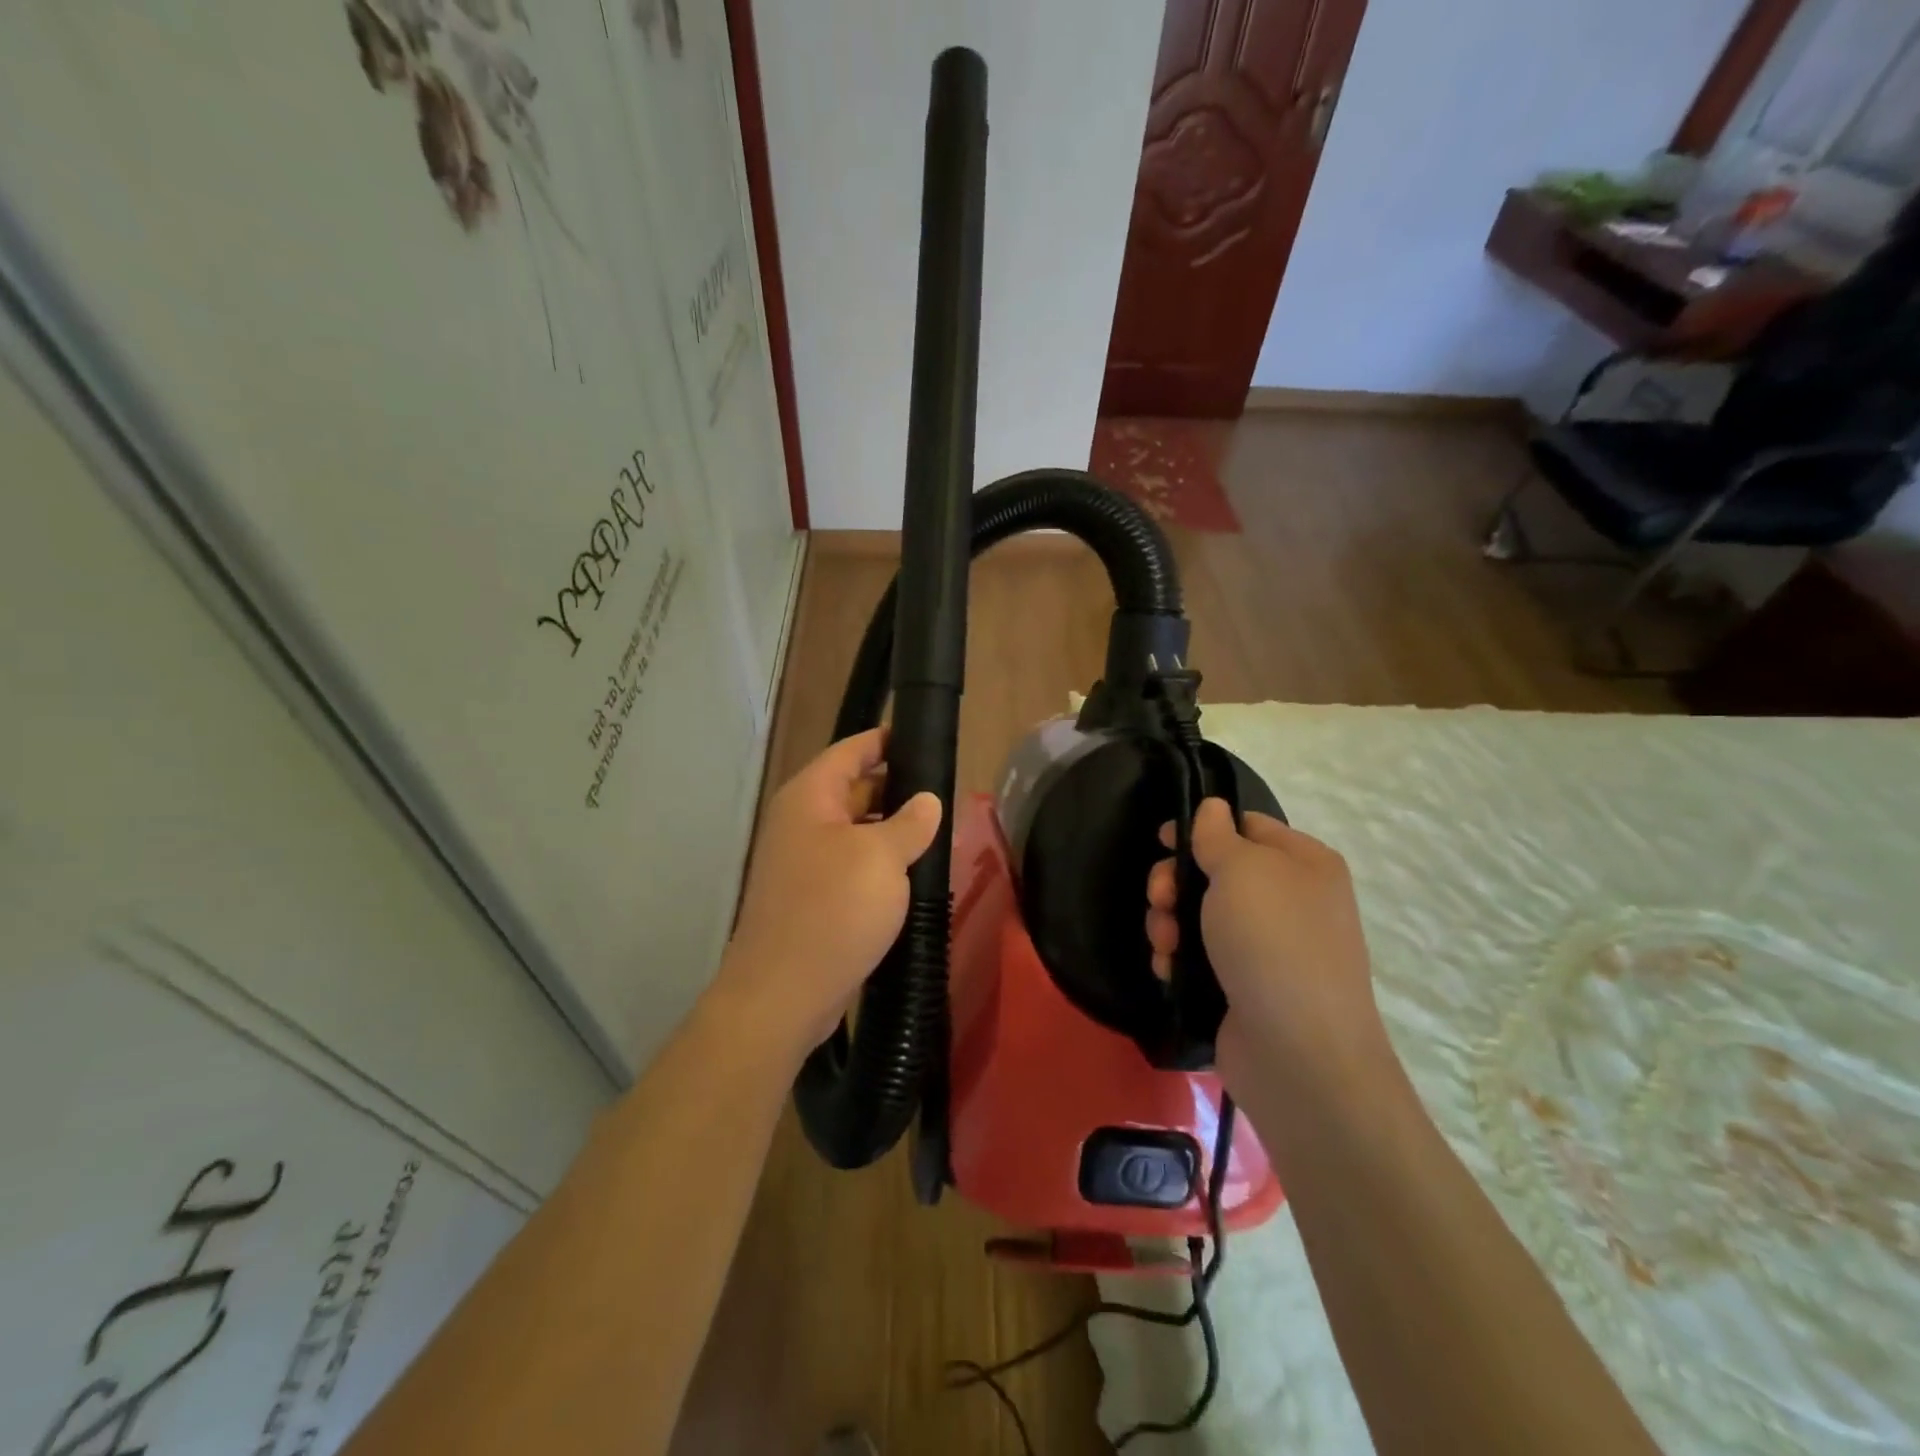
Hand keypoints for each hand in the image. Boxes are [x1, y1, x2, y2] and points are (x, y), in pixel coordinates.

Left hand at [713, 728, 941, 1060]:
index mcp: (810, 797)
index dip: (886, 740)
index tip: (924, 737)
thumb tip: (927, 800)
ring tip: (939, 833)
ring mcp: (804, 862)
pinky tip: (914, 875)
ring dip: (892, 831)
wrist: (783, 993)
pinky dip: (880, 864)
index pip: (851, 750)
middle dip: (898, 789)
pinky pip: (851, 865)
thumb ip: (910, 822)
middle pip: (854, 789)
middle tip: (946, 793)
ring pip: (856, 831)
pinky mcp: (812, 897)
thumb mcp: (882, 858)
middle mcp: (801, 822)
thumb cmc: (833, 910)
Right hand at [1146, 799, 1393, 1095]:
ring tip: (1164, 944)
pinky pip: (1201, 956)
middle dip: (1176, 883)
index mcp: (1303, 864)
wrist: (1298, 1054)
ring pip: (1201, 916)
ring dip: (1169, 923)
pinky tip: (1168, 969)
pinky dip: (1179, 958)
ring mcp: (1268, 948)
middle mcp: (1290, 901)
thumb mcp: (1242, 870)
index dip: (1201, 828)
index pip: (1247, 825)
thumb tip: (1213, 808)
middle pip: (1215, 872)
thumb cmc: (1272, 942)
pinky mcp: (1245, 987)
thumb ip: (1218, 835)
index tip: (1162, 841)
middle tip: (1159, 898)